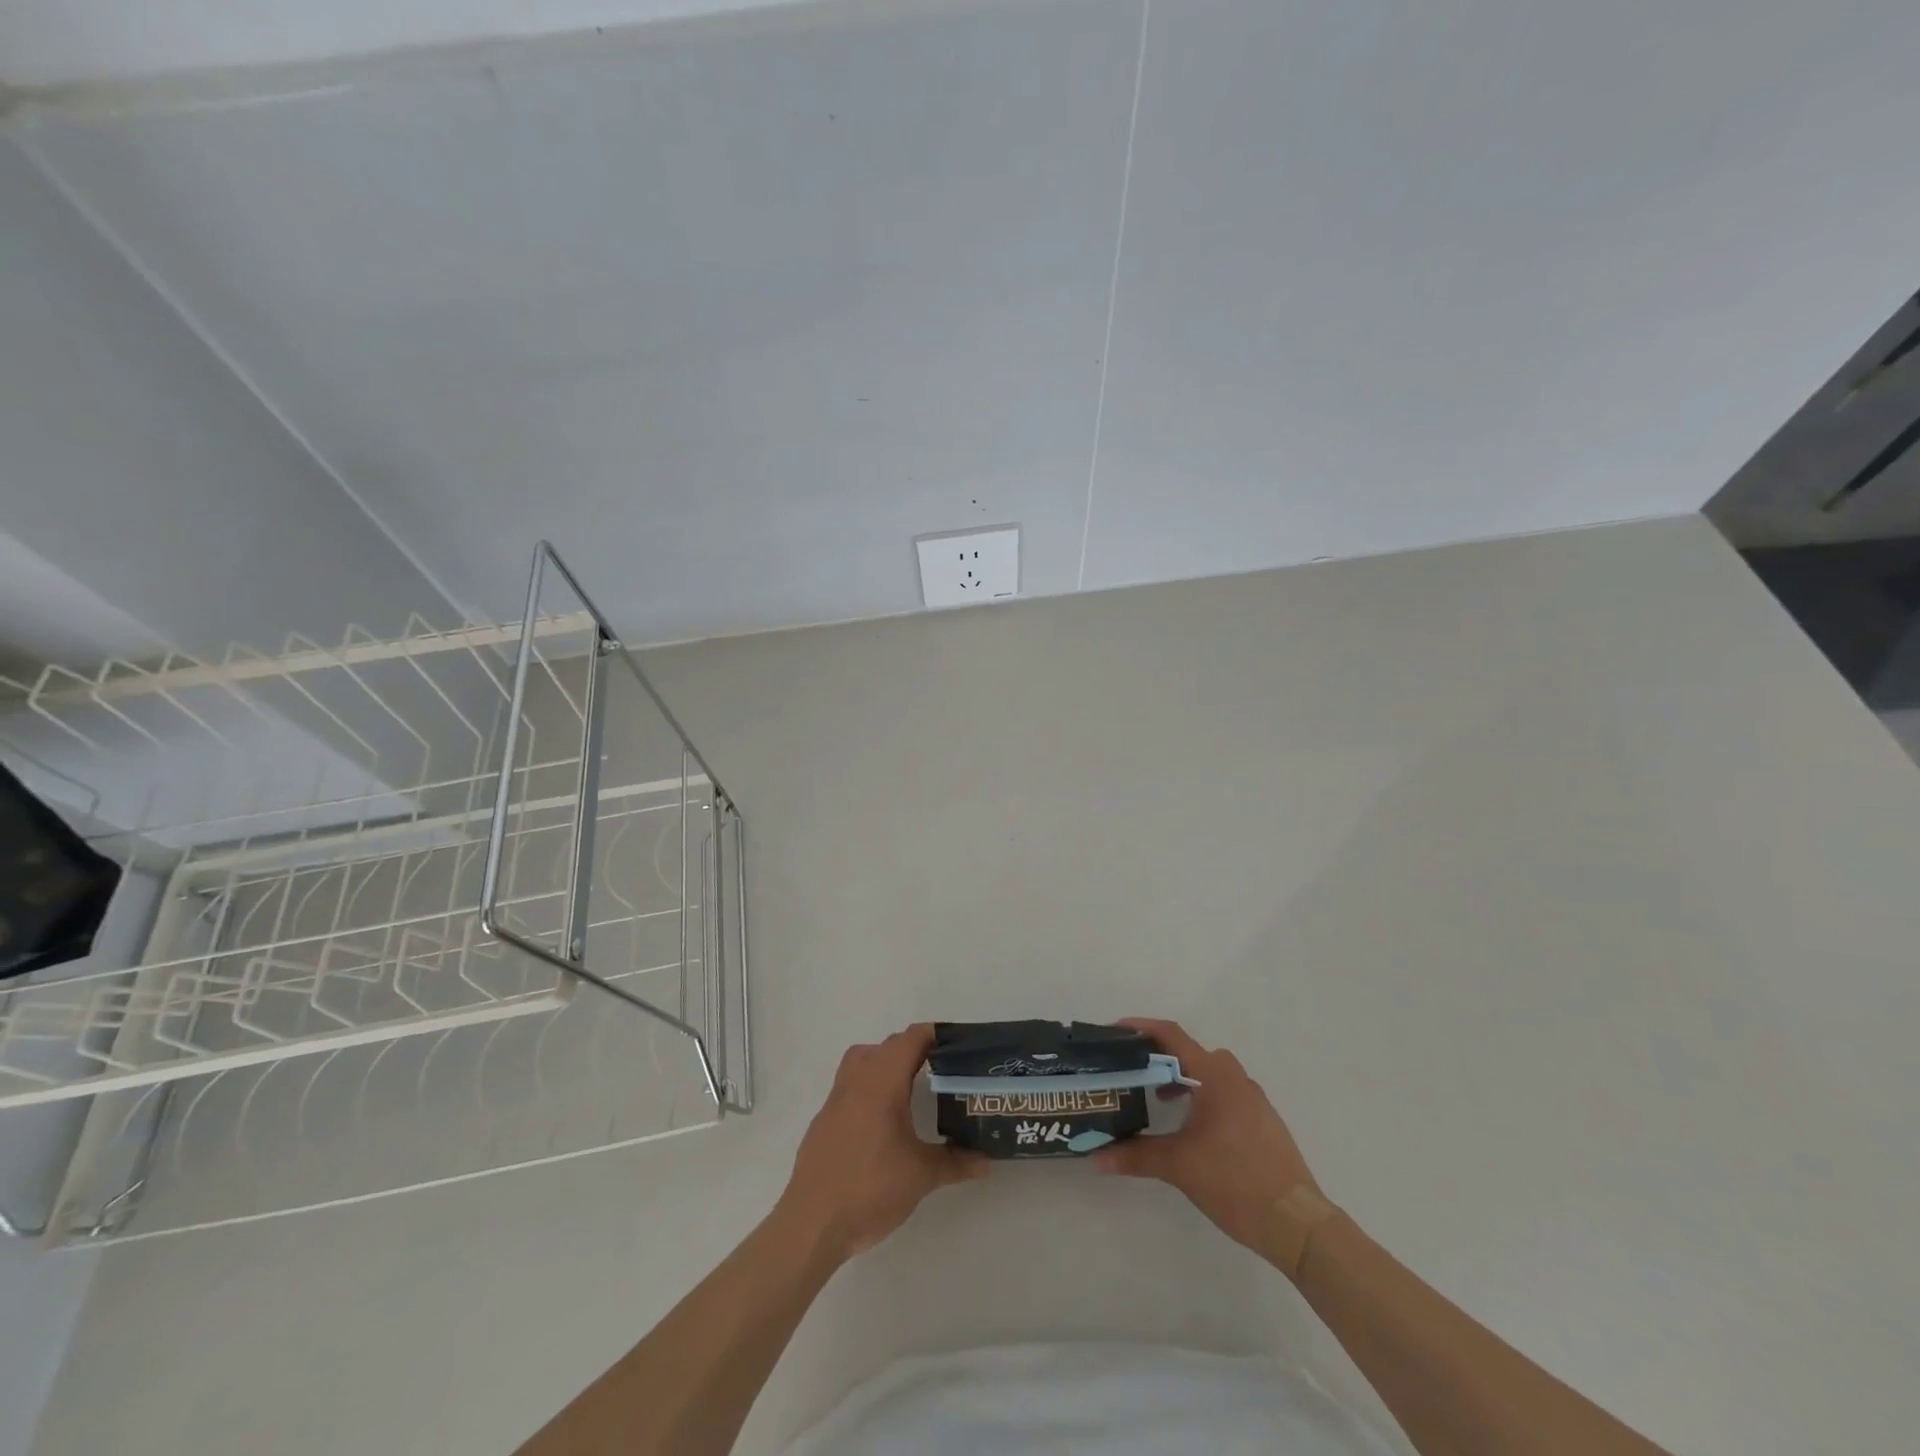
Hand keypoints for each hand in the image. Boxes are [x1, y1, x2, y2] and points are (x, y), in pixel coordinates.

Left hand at [778, 1025, 988, 1262]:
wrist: (812, 1224)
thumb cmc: (870, 1189)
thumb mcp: (921, 1176)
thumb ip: (956, 1162)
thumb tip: (987, 1161)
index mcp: (882, 1082)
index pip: (910, 1039)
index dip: (934, 1035)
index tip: (957, 1046)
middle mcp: (856, 1081)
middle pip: (887, 1046)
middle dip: (914, 1050)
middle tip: (941, 1069)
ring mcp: (835, 1100)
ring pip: (862, 1061)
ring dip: (886, 1063)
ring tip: (909, 1087)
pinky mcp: (823, 1121)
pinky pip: (849, 1086)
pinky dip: (868, 1088)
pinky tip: (882, 1121)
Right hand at [1093, 1018, 1318, 1251]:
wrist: (1297, 1223)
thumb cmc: (1234, 1181)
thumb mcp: (1179, 1167)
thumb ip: (1135, 1156)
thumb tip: (1095, 1157)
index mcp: (1215, 1076)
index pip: (1172, 1035)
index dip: (1142, 1027)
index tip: (1115, 1032)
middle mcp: (1236, 1079)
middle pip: (1192, 1053)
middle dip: (1161, 1058)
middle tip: (1133, 1071)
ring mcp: (1255, 1100)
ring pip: (1211, 1074)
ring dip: (1184, 1079)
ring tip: (1160, 1102)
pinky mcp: (1265, 1122)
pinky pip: (1227, 1094)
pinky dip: (1204, 1097)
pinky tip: (1193, 1129)